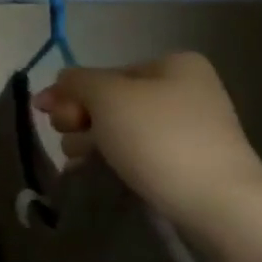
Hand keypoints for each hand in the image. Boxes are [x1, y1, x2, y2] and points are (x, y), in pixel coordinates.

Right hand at [33, 52, 261, 228]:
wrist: (213, 197)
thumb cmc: (157, 137)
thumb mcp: (107, 97)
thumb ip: (77, 81)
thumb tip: (61, 79)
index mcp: (171, 64)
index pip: (101, 74)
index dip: (70, 94)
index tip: (49, 116)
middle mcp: (181, 88)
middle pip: (106, 101)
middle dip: (79, 120)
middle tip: (73, 141)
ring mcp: (183, 125)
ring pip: (114, 127)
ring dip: (88, 141)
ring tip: (82, 161)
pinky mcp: (180, 158)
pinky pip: (132, 150)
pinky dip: (109, 158)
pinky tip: (92, 170)